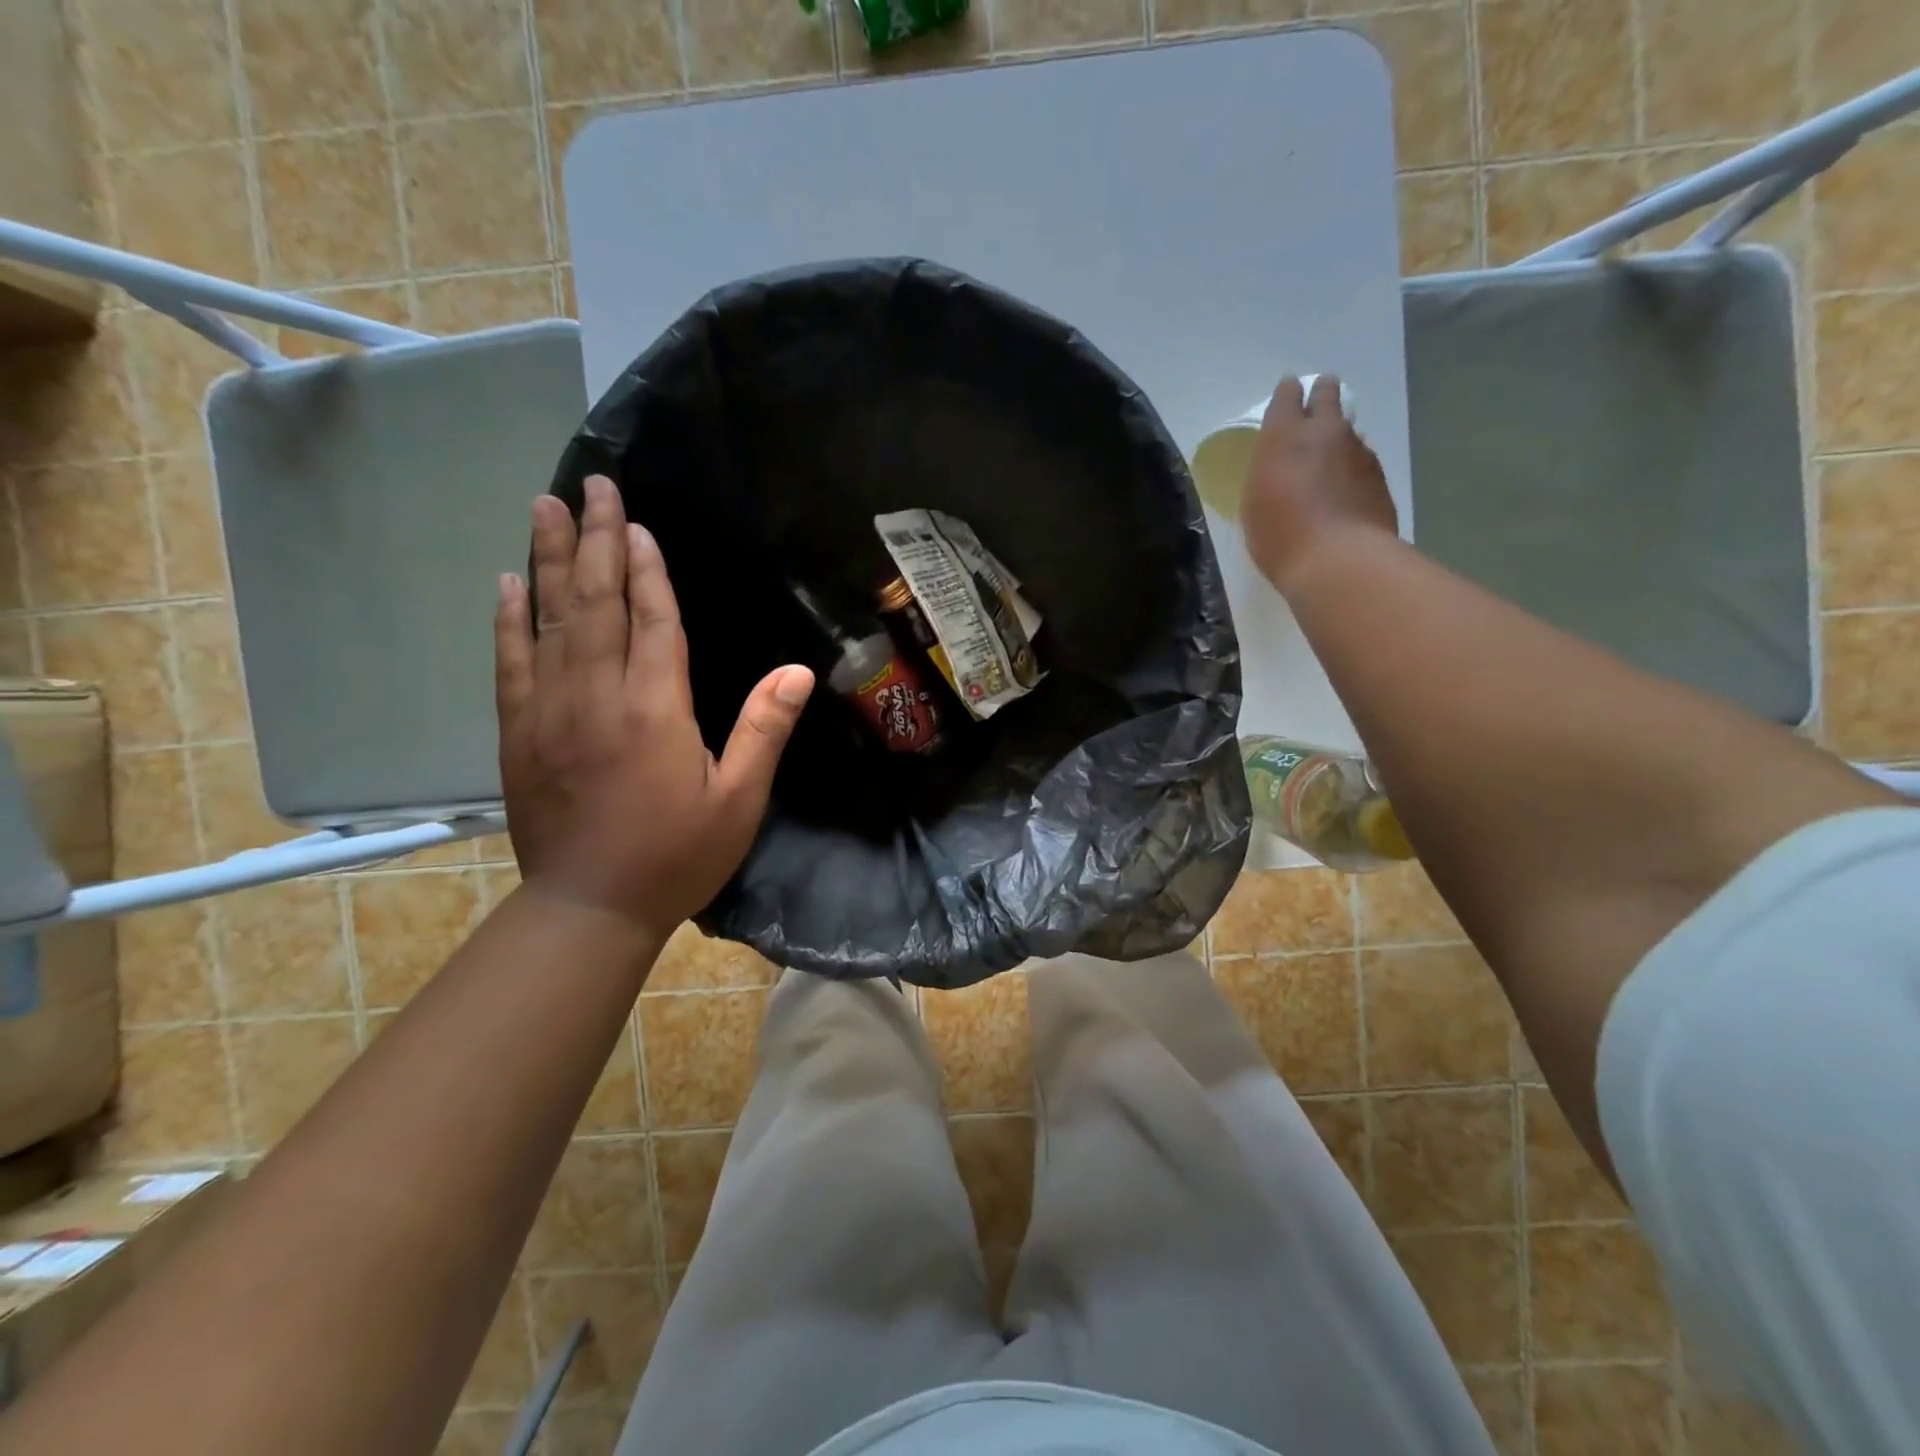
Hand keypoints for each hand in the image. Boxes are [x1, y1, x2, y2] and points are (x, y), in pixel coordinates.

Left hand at [494, 476, 814, 939]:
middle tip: (591, 486)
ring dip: (547, 560)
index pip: (652, 621)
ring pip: (548, 620)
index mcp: (656, 709)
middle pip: (595, 603)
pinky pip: (511, 662)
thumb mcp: (739, 799)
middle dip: (594, 540)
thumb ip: (764, 730)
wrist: (589, 908)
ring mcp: (549, 711)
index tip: (637, 523)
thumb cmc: (676, 855)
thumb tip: (797, 671)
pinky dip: (509, 619)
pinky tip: (508, 584)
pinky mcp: (518, 732)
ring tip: (544, 507)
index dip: (646, 569)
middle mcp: (597, 696)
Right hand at [1240, 375, 1398, 590]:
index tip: (1289, 390)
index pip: (1287, 398)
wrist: (1338, 559)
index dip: (1288, 393)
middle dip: (1322, 394)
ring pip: (1347, 429)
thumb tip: (1285, 466)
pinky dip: (1352, 464)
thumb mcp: (1255, 504)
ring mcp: (1357, 451)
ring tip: (1332, 448)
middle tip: (1321, 396)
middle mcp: (1323, 432)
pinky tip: (1346, 483)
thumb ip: (1268, 473)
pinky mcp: (1378, 475)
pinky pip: (1362, 458)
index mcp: (1283, 437)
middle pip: (1327, 398)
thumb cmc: (1280, 536)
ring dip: (1339, 433)